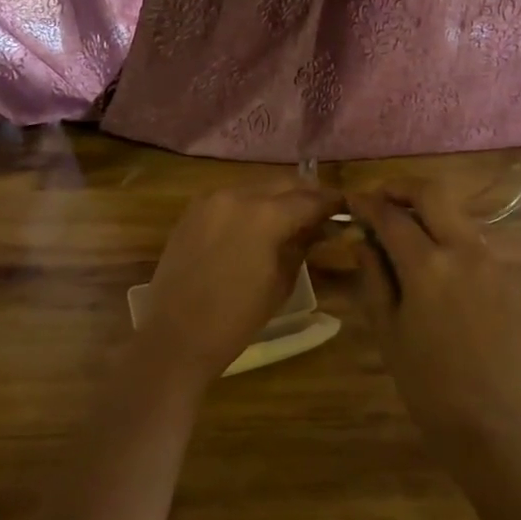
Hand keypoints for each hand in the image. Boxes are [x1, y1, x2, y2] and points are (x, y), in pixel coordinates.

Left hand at [138, 180, 340, 382]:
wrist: (176, 336)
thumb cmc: (237, 318)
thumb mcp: (281, 283)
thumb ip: (302, 246)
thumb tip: (318, 228)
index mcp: (265, 216)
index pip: (310, 199)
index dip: (331, 203)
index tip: (345, 207)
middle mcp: (238, 196)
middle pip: (282, 183)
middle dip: (304, 194)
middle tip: (320, 212)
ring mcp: (210, 200)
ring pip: (255, 187)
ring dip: (276, 197)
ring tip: (290, 217)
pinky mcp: (192, 211)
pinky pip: (230, 197)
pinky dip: (249, 204)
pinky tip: (256, 224)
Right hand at [348, 182, 520, 447]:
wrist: (487, 417)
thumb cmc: (424, 379)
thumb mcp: (386, 327)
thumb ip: (373, 275)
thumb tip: (362, 239)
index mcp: (428, 266)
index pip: (392, 217)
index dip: (367, 204)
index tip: (351, 201)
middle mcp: (463, 251)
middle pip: (432, 193)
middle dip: (401, 188)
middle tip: (378, 199)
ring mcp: (489, 260)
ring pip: (454, 212)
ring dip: (425, 208)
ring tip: (399, 227)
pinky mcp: (503, 274)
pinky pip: (470, 237)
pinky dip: (444, 232)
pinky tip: (428, 256)